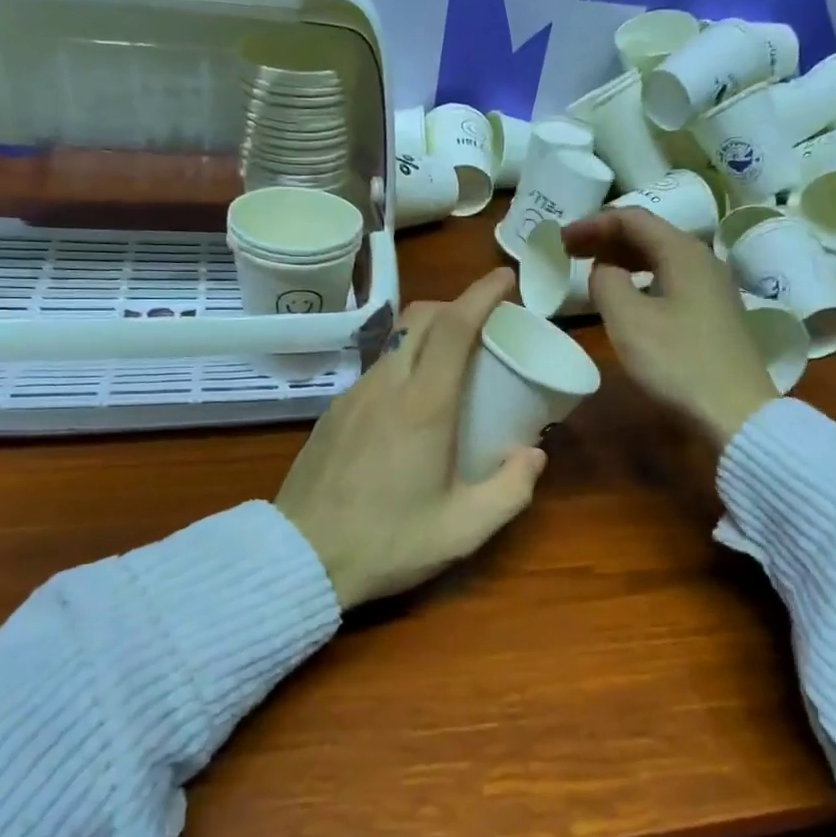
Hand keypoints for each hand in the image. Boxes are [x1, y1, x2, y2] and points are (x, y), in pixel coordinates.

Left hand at [275, 268, 546, 609]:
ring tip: (452, 362)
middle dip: (457, 304)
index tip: (506, 279)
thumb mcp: (464, 529)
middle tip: (486, 322)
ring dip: (428, 333)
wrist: (301, 557)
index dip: (482, 294)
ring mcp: (354, 395)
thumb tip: (534, 454)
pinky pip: (377, 367)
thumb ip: (511, 490)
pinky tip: (410, 400)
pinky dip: (404, 361)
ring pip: (396, 340)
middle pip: (421, 318)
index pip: (454, 327)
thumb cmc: (388, 542)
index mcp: (424, 406)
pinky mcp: (334, 411)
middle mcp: (387, 386)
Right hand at [563, 207, 778, 448]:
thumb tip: (604, 270)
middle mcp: (702, 260)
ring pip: (660, 258)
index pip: (632, 219)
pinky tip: (627, 297)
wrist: (736, 413)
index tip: (560, 239)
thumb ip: (606, 282)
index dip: (592, 224)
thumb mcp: (628, 319)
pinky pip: (670, 280)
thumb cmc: (677, 362)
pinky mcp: (714, 313)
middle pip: (648, 234)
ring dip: (623, 259)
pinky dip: (641, 279)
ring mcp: (713, 287)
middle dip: (606, 238)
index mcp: (683, 252)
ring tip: (592, 271)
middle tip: (569, 251)